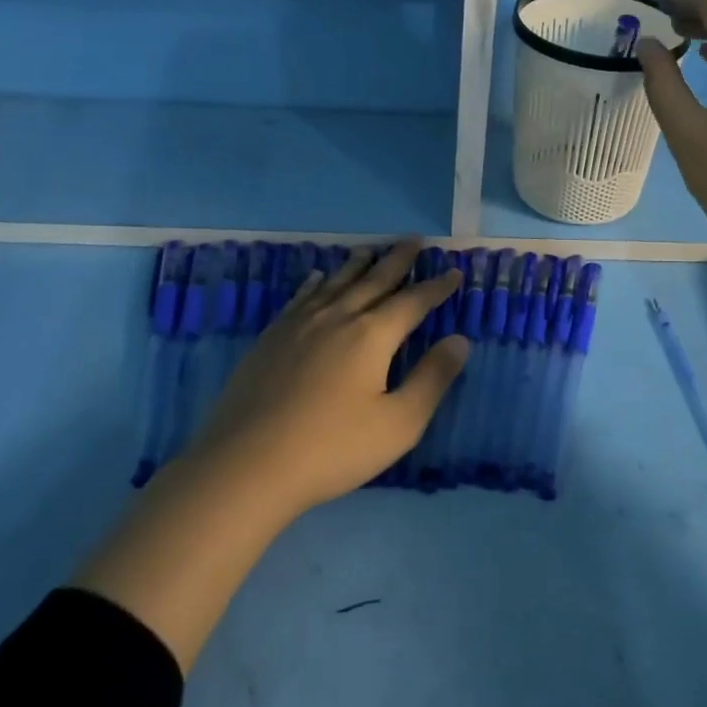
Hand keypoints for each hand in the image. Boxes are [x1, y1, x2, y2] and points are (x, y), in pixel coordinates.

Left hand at [73, 240, 467, 672]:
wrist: (246, 465)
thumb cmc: (332, 449)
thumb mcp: (399, 423)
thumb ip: (432, 379)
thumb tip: (460, 340)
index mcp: (372, 336)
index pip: (413, 302)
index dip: (437, 287)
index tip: (455, 271)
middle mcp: (337, 318)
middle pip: (374, 280)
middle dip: (398, 260)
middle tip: (415, 240)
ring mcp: (299, 325)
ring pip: (336, 283)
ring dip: (357, 264)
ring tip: (371, 249)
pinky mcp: (271, 339)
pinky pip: (300, 298)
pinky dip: (315, 283)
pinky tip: (317, 277)